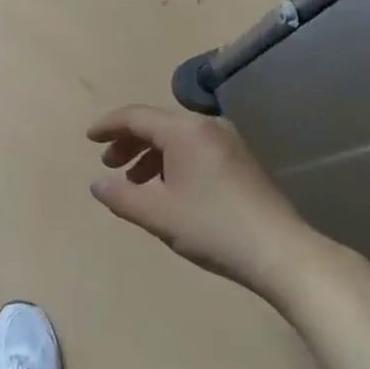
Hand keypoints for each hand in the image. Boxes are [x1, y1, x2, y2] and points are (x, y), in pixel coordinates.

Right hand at [88, 104, 307, 296]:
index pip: (136, 116)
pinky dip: (172, 161)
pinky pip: (195, 149)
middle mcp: (207, 127)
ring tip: (134, 181)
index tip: (89, 138)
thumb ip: (121, 196)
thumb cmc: (213, 228)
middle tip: (109, 164)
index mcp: (185, 131)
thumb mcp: (157, 215)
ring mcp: (228, 142)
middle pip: (157, 123)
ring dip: (150, 154)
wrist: (280, 252)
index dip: (109, 126)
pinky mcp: (240, 161)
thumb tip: (97, 184)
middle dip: (129, 141)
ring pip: (177, 137)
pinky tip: (167, 189)